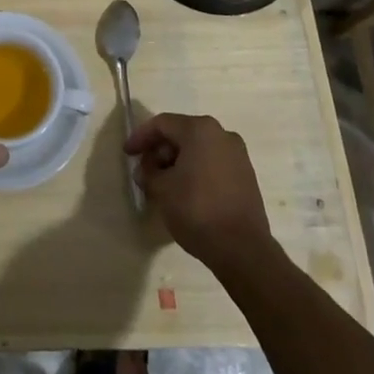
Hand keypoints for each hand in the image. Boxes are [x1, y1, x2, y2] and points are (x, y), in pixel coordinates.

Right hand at [124, 113, 274, 271]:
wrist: (243, 250)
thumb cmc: (197, 210)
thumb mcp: (161, 190)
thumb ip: (148, 173)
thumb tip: (146, 170)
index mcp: (200, 130)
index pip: (162, 124)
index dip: (141, 137)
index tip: (127, 153)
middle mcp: (222, 134)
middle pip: (182, 134)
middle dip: (160, 151)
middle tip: (145, 171)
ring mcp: (238, 155)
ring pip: (198, 150)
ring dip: (177, 163)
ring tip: (163, 185)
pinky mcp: (246, 176)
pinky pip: (213, 164)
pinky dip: (196, 171)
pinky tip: (185, 192)